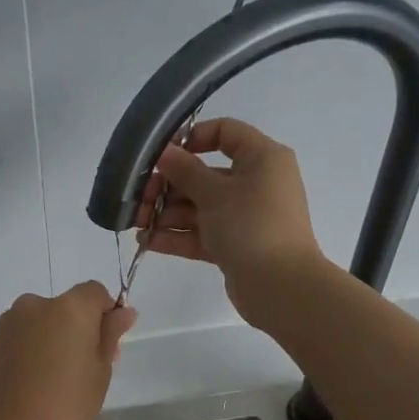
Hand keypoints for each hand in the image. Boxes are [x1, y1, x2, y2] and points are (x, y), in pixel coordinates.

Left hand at [0, 282, 135, 419]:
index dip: (106, 313)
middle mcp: (36, 304)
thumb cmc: (67, 405)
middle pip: (67, 306)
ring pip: (42, 321)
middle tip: (85, 366)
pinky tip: (34, 380)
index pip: (95, 292)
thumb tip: (124, 311)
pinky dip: (32, 348)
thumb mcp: (100, 371)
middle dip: (78, 327)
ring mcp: (10, 322)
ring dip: (53, 337)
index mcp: (69, 307)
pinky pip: (22, 336)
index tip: (107, 344)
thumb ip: (110, 334)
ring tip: (56, 377)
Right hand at [139, 118, 326, 323]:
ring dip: (167, 213)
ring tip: (137, 223)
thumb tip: (165, 152)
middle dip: (169, 186)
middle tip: (140, 198)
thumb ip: (185, 171)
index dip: (192, 138)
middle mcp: (256, 183)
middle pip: (205, 174)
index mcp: (261, 158)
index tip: (163, 154)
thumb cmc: (251, 226)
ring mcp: (245, 217)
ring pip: (200, 207)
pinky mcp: (236, 246)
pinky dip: (178, 235)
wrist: (281, 287)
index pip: (226, 132)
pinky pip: (203, 233)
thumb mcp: (214, 193)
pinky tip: (147, 241)